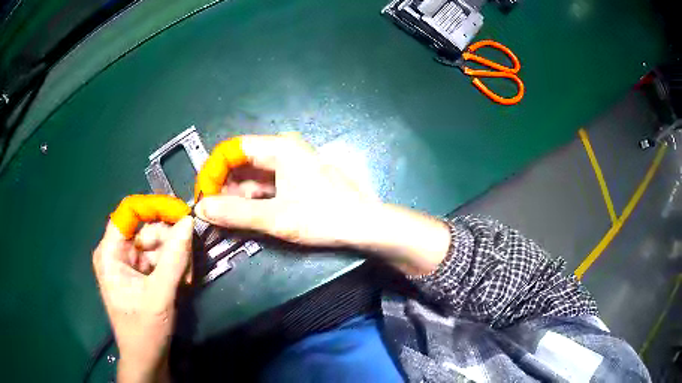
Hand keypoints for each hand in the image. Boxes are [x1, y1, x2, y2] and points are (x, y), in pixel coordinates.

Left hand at [92, 216, 193, 382]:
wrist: (146, 359)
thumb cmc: (144, 331)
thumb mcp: (159, 296)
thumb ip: (173, 259)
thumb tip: (189, 222)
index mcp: (110, 253)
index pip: (129, 212)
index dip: (154, 207)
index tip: (181, 213)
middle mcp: (117, 252)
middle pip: (146, 228)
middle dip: (170, 241)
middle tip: (188, 261)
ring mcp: (129, 262)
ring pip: (156, 242)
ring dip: (175, 256)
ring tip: (186, 278)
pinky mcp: (140, 273)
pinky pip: (159, 257)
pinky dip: (173, 265)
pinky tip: (182, 281)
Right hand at [194, 134, 377, 245]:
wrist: (363, 226)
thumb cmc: (324, 217)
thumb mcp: (276, 218)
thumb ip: (236, 213)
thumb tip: (201, 208)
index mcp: (279, 147)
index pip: (233, 149)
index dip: (213, 170)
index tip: (203, 195)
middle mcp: (283, 149)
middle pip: (240, 163)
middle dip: (224, 187)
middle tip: (212, 213)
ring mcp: (289, 164)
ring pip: (251, 177)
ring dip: (236, 197)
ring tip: (225, 220)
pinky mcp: (293, 179)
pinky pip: (264, 186)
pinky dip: (251, 201)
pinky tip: (244, 218)